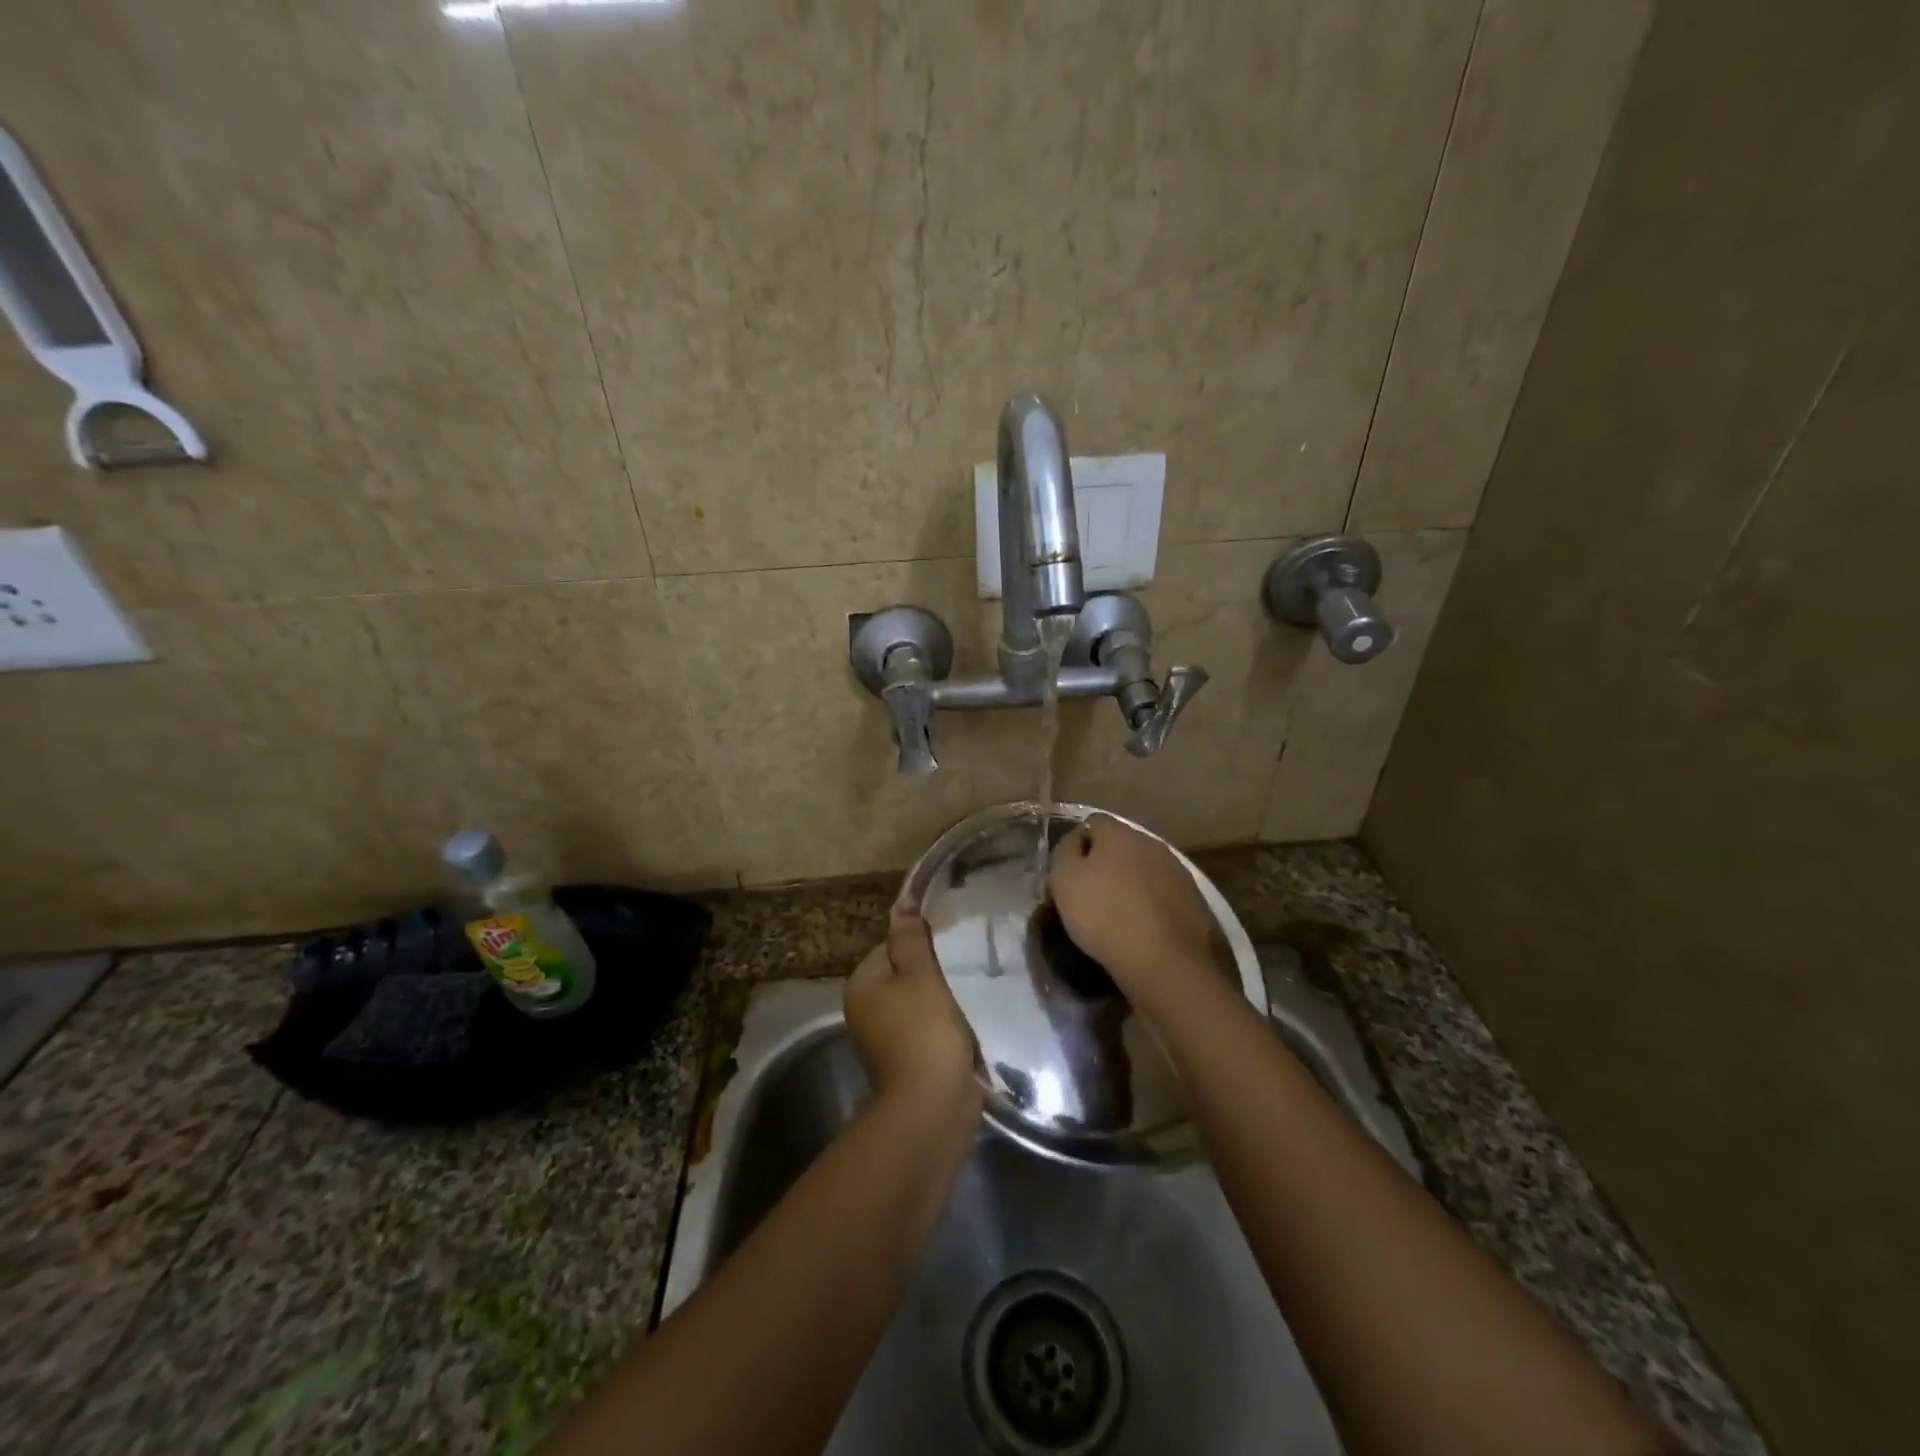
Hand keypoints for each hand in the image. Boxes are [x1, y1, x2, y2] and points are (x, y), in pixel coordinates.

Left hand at [845, 910, 980, 1113]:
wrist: (932, 1108)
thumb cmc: (925, 1032)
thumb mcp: (920, 975)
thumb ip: (910, 939)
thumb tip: (901, 904)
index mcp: (861, 985)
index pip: (890, 946)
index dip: (921, 946)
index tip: (949, 950)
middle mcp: (865, 1009)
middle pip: (904, 974)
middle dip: (933, 973)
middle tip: (963, 971)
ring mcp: (884, 1038)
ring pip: (918, 1002)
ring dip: (942, 1000)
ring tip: (969, 995)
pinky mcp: (907, 1060)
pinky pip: (926, 1028)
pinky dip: (944, 1025)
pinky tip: (966, 1025)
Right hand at [1048, 815, 1222, 1012]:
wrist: (1166, 962)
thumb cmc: (1105, 915)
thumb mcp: (1064, 880)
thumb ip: (1065, 851)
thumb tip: (1076, 840)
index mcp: (1119, 832)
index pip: (1092, 822)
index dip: (1077, 843)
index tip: (1068, 872)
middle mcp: (1152, 843)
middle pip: (1122, 845)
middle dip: (1106, 863)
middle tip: (1090, 893)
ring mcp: (1178, 871)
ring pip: (1144, 869)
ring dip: (1131, 884)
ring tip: (1117, 914)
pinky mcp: (1194, 901)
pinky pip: (1163, 894)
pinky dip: (1151, 905)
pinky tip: (1142, 928)